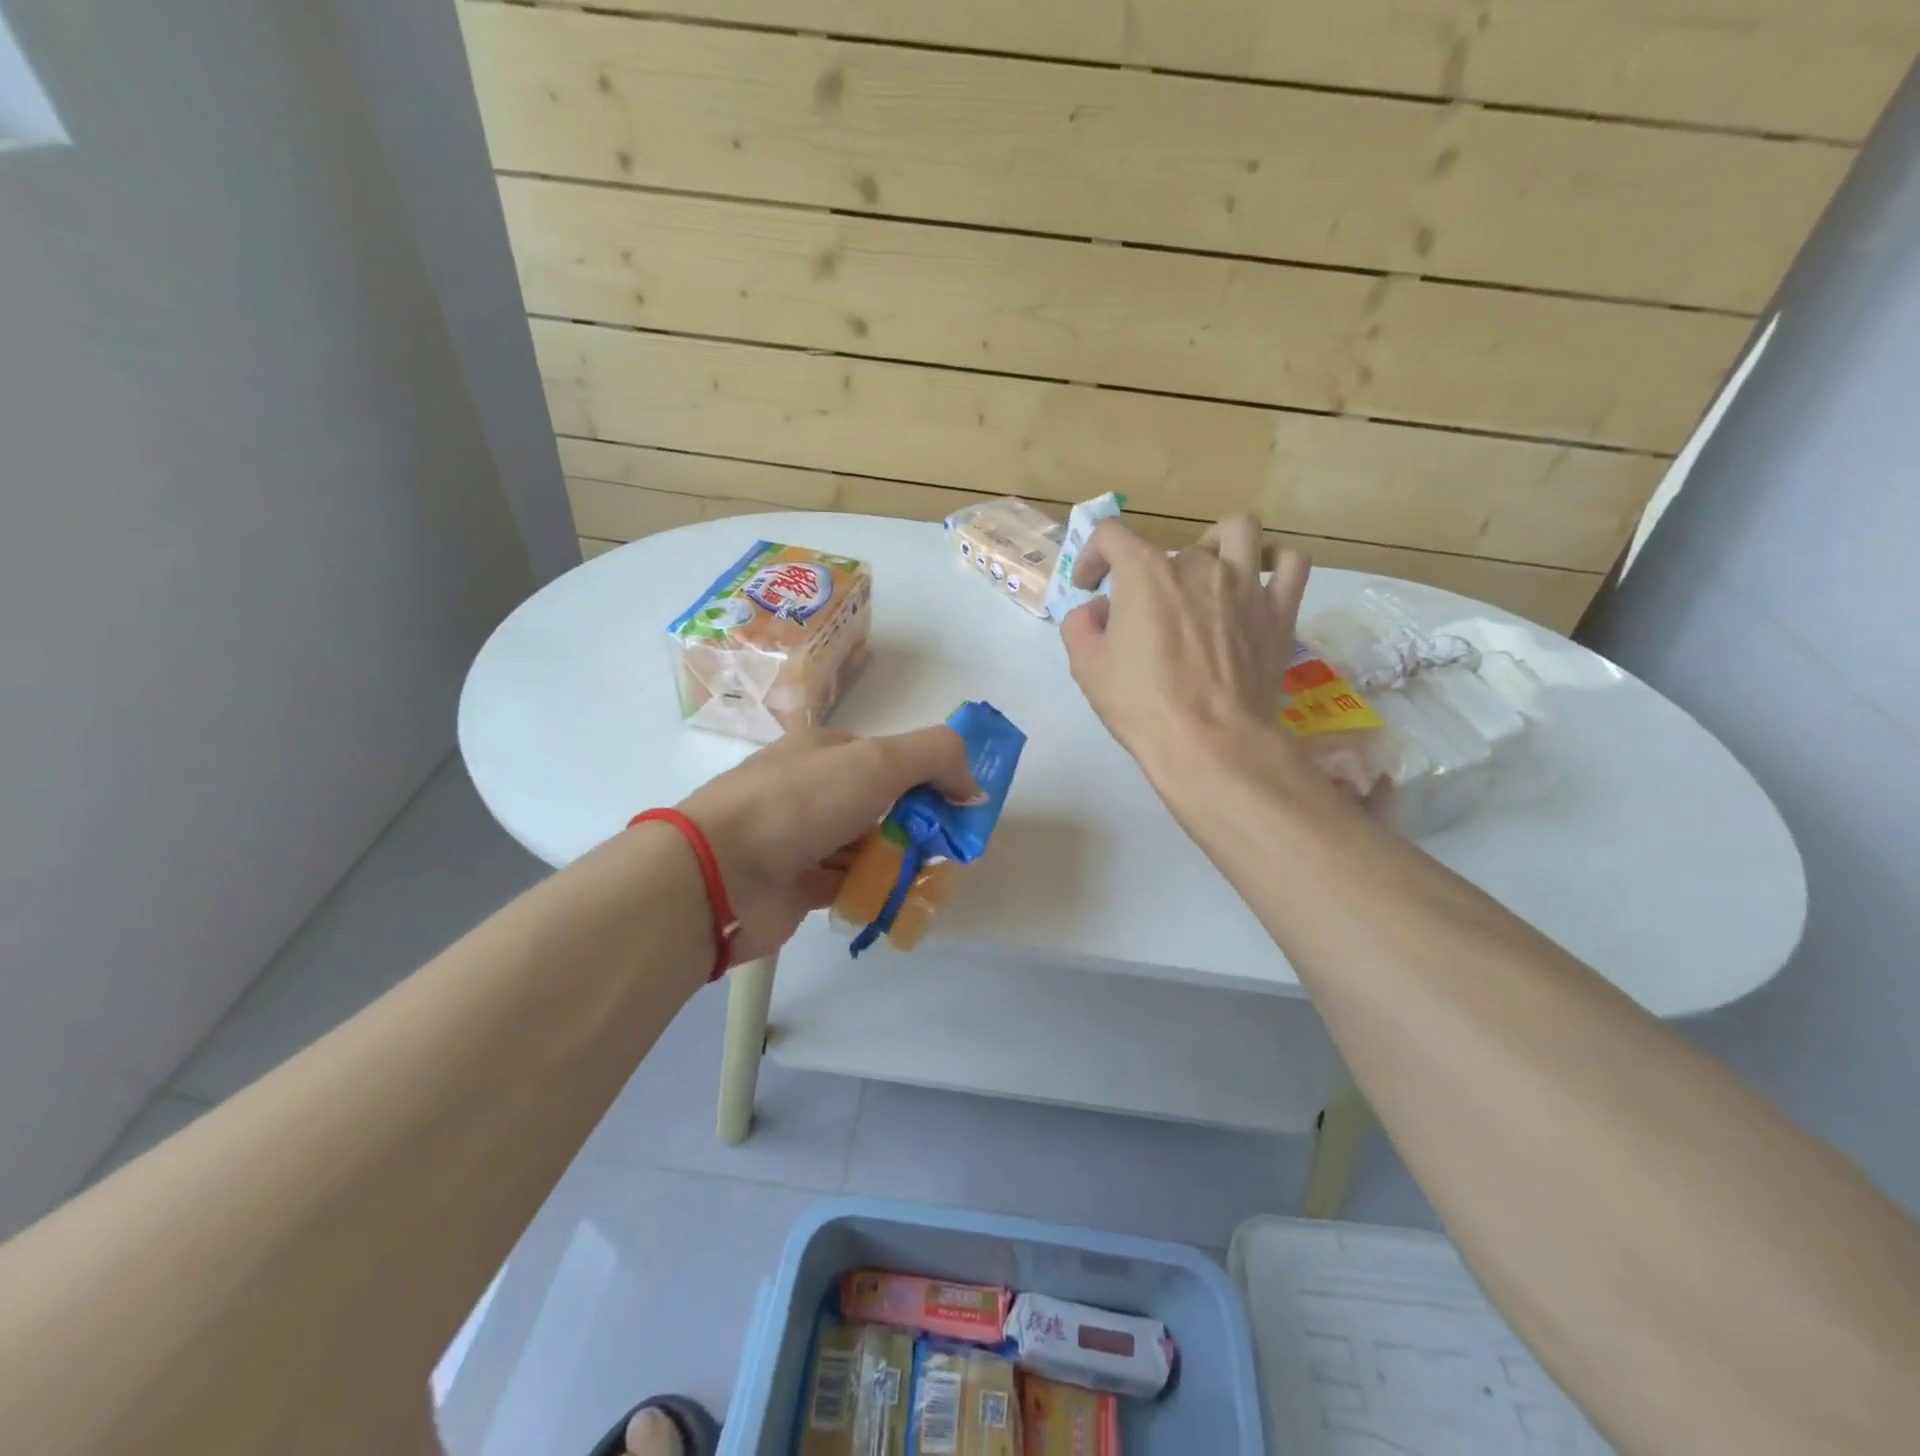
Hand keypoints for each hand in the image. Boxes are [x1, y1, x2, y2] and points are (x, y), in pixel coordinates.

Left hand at [678, 726, 980, 962]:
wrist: (718, 874)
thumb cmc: (800, 804)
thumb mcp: (876, 761)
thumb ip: (935, 757)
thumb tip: (972, 785)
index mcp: (825, 750)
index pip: (889, 756)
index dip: (929, 776)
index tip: (960, 805)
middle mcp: (812, 789)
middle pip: (881, 803)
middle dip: (918, 822)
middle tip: (949, 848)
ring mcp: (802, 838)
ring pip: (867, 845)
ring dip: (899, 859)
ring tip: (931, 877)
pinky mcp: (798, 884)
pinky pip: (848, 883)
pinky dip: (874, 889)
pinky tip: (898, 899)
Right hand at [1060, 514, 1309, 778]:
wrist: (1209, 742)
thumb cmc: (1142, 704)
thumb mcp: (1087, 667)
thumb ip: (1080, 626)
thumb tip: (1097, 611)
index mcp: (1145, 573)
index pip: (1111, 534)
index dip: (1092, 554)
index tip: (1089, 586)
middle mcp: (1198, 565)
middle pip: (1170, 548)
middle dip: (1151, 575)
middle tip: (1145, 612)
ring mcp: (1245, 584)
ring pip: (1239, 530)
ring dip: (1218, 542)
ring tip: (1208, 570)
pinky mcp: (1279, 610)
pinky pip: (1291, 564)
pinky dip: (1275, 562)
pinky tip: (1260, 580)